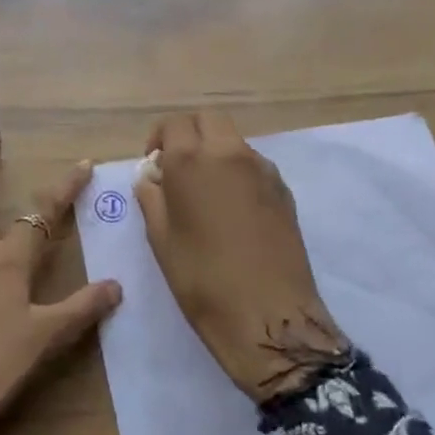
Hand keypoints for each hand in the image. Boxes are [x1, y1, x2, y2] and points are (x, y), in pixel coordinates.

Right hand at [136, 111, 346, 402]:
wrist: (268, 315)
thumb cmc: (202, 279)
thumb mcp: (161, 239)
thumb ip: (152, 198)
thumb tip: (152, 177)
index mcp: (192, 160)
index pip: (173, 124)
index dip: (159, 139)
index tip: (154, 165)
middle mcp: (229, 152)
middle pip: (208, 120)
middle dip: (190, 134)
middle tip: (178, 167)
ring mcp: (262, 169)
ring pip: (233, 140)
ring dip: (215, 151)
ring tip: (206, 191)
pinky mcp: (283, 189)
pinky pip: (253, 164)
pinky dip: (237, 171)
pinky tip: (233, 208)